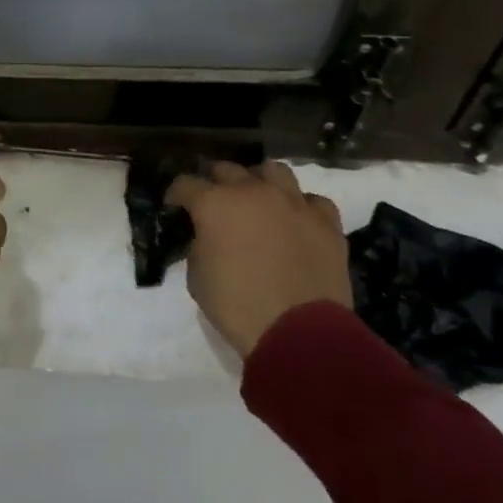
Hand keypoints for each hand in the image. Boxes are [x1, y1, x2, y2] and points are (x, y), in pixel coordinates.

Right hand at [166, 161, 350, 358]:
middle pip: (227, 169)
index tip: (176, 208)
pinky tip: (296, 221)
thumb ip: (198, 245)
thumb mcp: (197, 276)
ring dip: (260, 181)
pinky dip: (301, 206)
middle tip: (215, 204)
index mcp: (214, 203)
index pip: (185, 183)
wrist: (299, 333)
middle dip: (215, 183)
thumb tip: (207, 237)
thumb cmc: (237, 306)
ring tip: (258, 200)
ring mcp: (293, 203)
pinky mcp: (326, 222)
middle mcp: (252, 192)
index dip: (177, 196)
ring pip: (273, 170)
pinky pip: (312, 201)